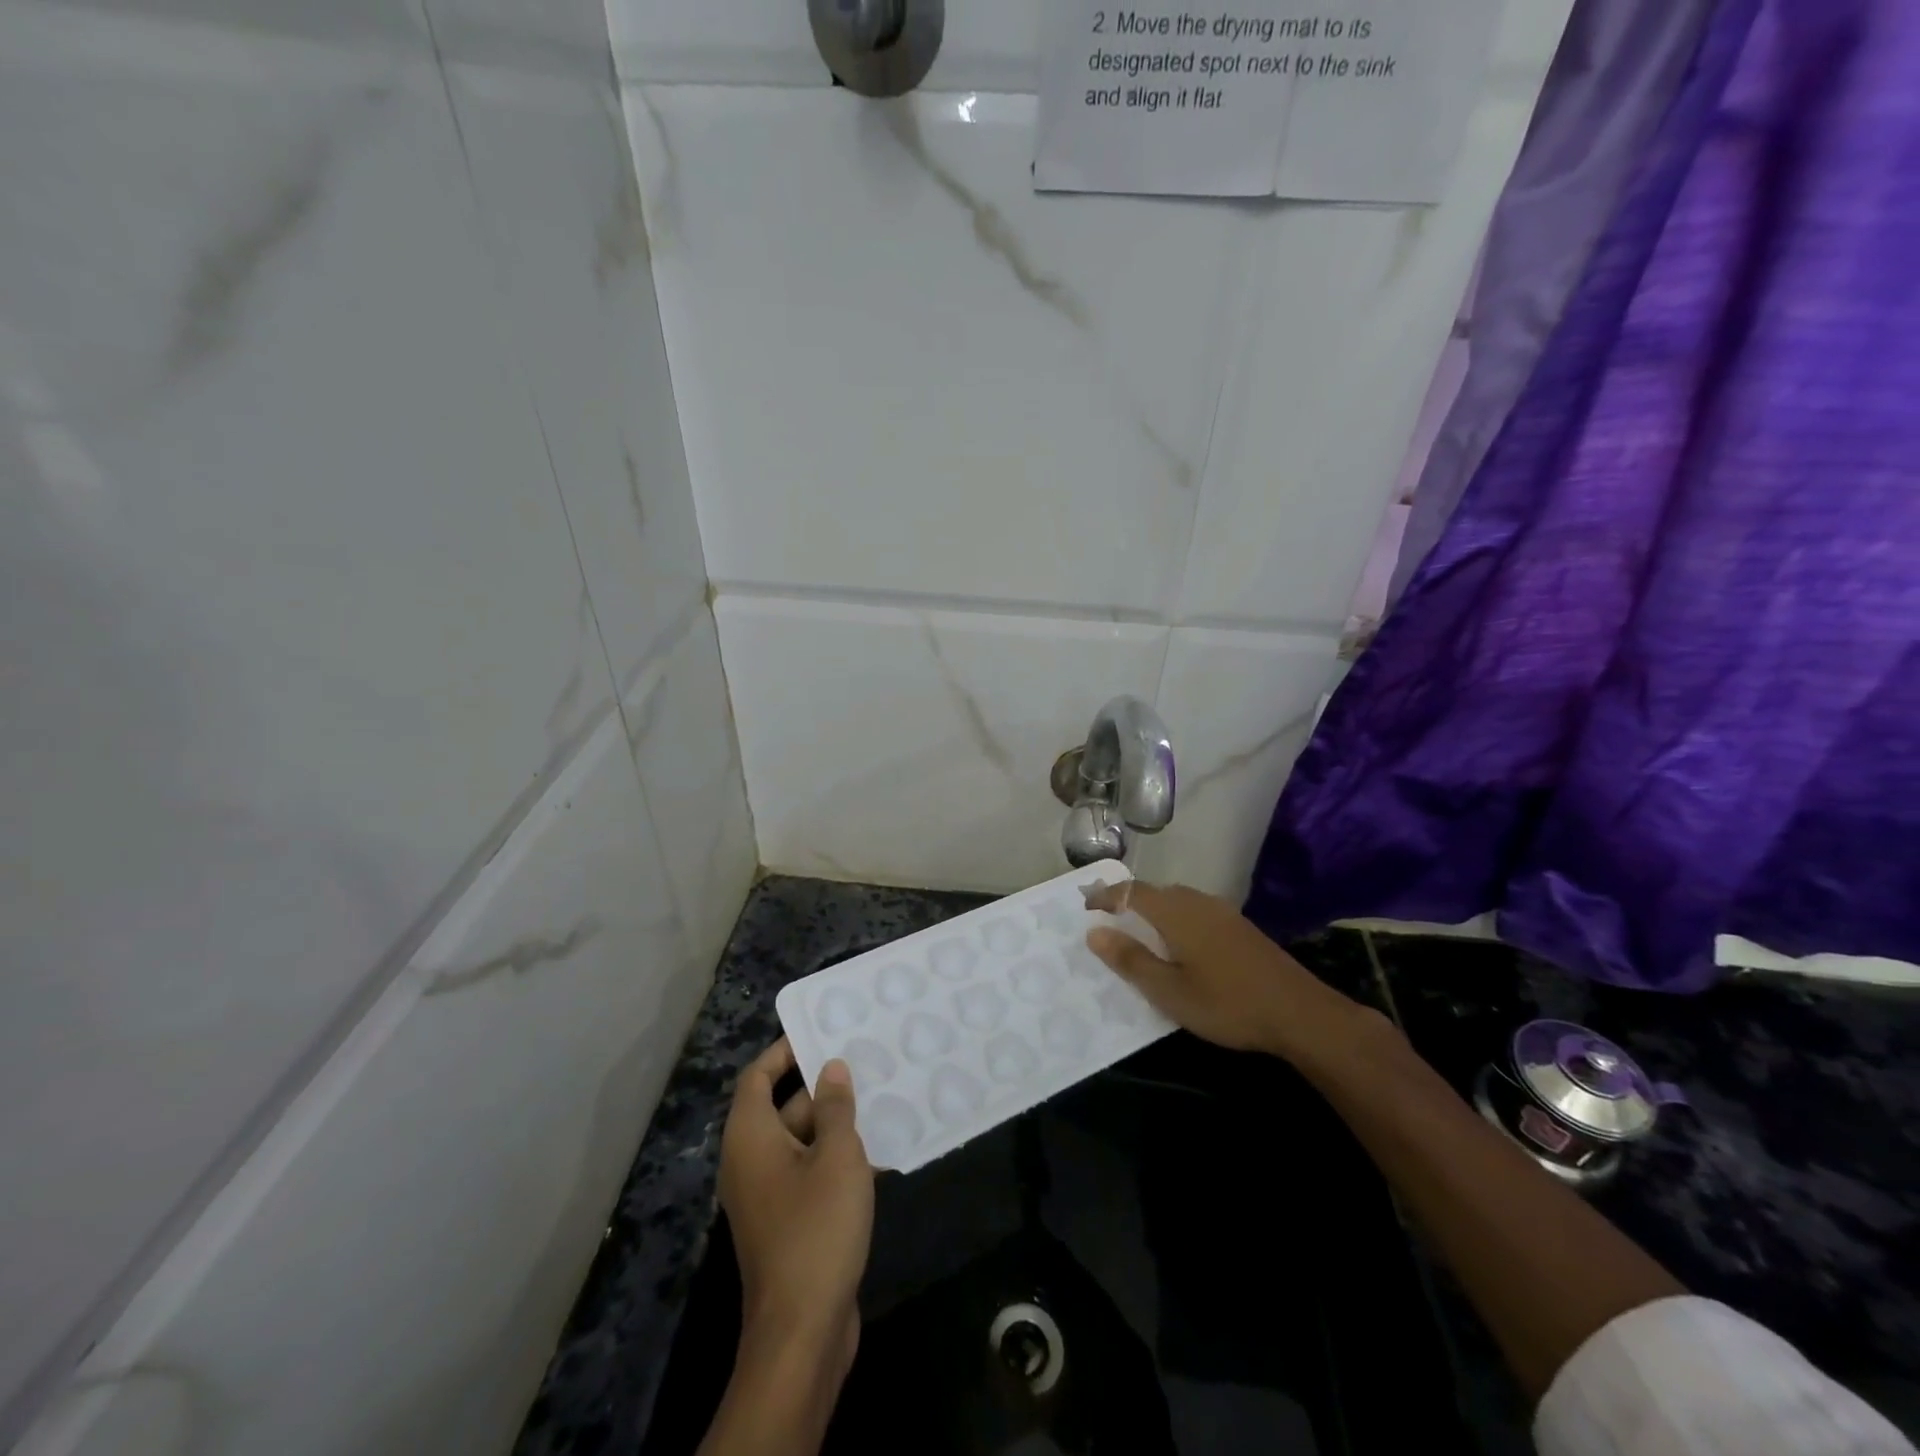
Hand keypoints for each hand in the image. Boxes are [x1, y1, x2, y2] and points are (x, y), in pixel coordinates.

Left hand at [717, 1040, 873, 1378]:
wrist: (802, 1331)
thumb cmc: (816, 1228)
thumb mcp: (836, 1156)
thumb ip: (834, 1107)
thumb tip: (831, 1068)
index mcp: (750, 1137)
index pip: (758, 1075)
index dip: (785, 1050)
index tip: (821, 1031)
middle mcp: (750, 1161)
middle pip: (782, 1106)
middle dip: (821, 1085)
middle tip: (864, 1061)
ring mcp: (768, 1194)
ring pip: (800, 1141)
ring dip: (835, 1123)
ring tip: (880, 1097)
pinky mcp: (787, 1222)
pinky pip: (809, 1172)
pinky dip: (835, 1158)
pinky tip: (879, 1151)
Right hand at [1083, 880, 1374, 1062]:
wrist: (1299, 1012)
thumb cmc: (1226, 1003)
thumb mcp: (1169, 991)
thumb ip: (1130, 960)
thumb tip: (1094, 932)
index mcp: (1175, 913)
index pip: (1131, 892)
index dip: (1105, 896)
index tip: (1086, 908)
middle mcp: (1197, 902)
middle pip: (1154, 892)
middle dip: (1128, 901)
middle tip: (1108, 920)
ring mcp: (1222, 912)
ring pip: (1177, 900)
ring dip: (1153, 910)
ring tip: (1139, 933)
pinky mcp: (1240, 927)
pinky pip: (1195, 910)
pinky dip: (1176, 919)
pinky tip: (1181, 945)